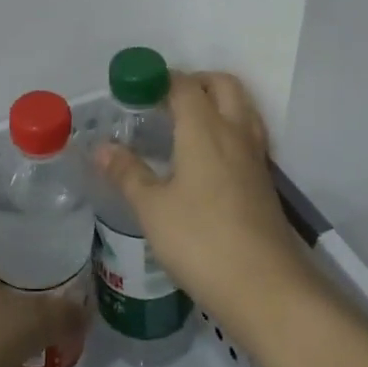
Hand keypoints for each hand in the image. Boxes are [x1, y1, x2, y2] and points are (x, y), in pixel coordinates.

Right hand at [93, 70, 316, 324]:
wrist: (266, 287)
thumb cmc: (201, 241)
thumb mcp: (153, 209)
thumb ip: (128, 173)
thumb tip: (101, 148)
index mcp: (205, 129)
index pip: (184, 85)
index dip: (160, 79)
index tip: (135, 88)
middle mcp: (234, 132)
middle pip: (222, 84)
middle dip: (195, 81)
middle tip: (165, 100)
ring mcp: (255, 156)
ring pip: (241, 106)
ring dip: (217, 101)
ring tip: (187, 123)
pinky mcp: (265, 179)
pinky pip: (248, 133)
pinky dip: (228, 127)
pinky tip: (208, 157)